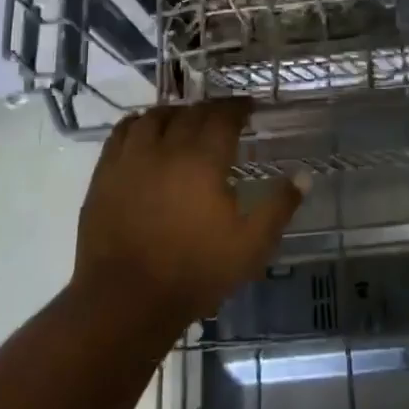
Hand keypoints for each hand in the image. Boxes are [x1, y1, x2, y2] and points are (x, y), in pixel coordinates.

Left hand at [71, 99, 307, 331]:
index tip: (249, 107)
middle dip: (210, 109)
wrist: (126, 301)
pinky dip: (138, 124)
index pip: (223, 116)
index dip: (238, 107)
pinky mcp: (104, 175)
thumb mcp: (251, 245)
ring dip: (174, 112)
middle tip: (223, 115)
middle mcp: (166, 148)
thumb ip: (279, 206)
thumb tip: (304, 175)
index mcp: (203, 160)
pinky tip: (145, 133)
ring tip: (185, 120)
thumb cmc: (195, 271)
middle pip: (190, 113)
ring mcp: (130, 159)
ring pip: (153, 117)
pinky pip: (121, 134)